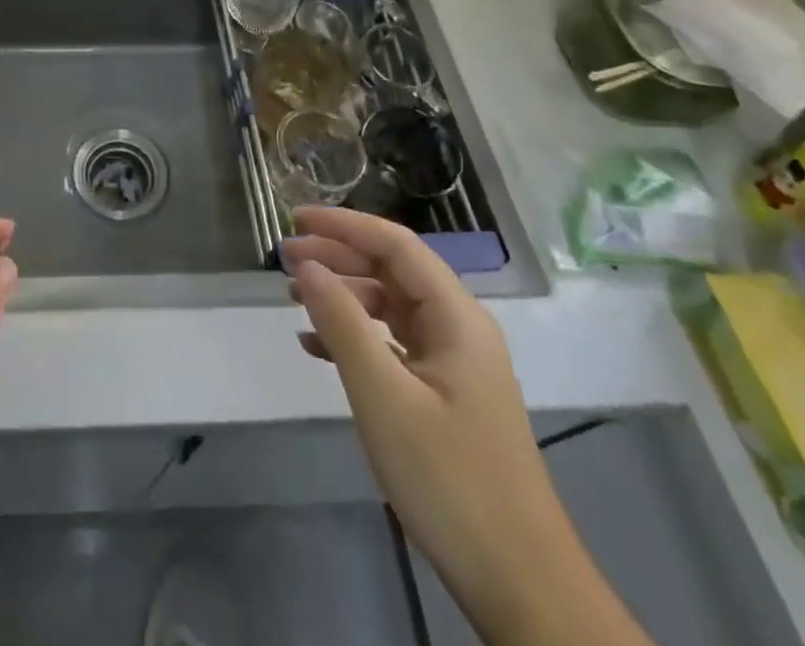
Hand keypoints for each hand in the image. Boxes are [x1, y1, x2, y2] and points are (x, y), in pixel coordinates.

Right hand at [286, 208, 638, 644]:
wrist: (520, 585)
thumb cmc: (450, 481)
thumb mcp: (384, 397)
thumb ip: (342, 323)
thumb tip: (305, 264)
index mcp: (457, 318)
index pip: (396, 245)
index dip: (345, 225)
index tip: (296, 218)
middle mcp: (459, 329)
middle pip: (393, 271)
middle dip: (338, 257)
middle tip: (285, 259)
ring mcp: (454, 364)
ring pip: (391, 306)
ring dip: (344, 296)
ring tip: (294, 299)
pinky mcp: (445, 395)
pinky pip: (393, 344)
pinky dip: (355, 336)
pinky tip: (318, 348)